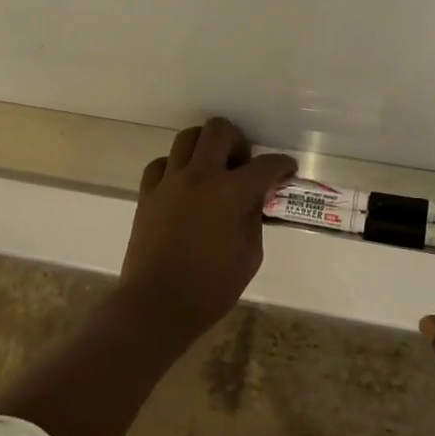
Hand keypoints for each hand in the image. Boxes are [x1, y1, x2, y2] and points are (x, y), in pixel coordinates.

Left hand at [118, 117, 297, 344]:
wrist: (157, 305)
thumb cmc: (211, 287)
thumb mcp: (250, 255)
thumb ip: (254, 218)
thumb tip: (253, 199)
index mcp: (231, 192)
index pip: (266, 164)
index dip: (282, 165)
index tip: (287, 170)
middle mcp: (201, 175)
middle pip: (219, 130)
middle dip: (238, 141)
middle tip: (242, 165)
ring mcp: (170, 182)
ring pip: (187, 137)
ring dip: (205, 147)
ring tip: (211, 169)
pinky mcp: (147, 194)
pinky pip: (161, 164)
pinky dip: (175, 167)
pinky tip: (181, 185)